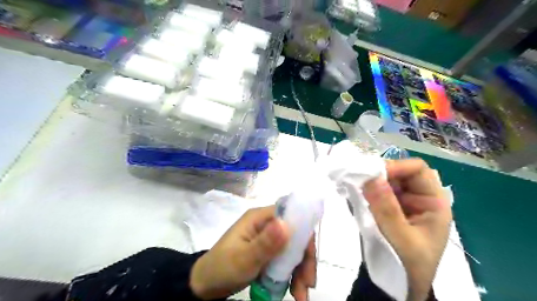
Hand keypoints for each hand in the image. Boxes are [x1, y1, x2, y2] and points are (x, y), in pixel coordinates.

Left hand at [189, 205, 314, 299]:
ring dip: (300, 271)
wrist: (205, 285)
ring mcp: (266, 239)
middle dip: (304, 259)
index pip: (290, 217)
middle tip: (308, 284)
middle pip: (294, 236)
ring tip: (301, 295)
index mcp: (259, 218)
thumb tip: (287, 224)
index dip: (303, 234)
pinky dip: (292, 274)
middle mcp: (265, 225)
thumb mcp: (244, 259)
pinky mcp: (266, 252)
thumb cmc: (222, 269)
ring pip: (292, 250)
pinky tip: (294, 289)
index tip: (310, 257)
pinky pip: (285, 260)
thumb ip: (265, 243)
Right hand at [362, 158, 449, 299]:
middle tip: (358, 180)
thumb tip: (371, 177)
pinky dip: (364, 190)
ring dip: (369, 182)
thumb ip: (387, 209)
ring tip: (353, 186)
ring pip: (385, 181)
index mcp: (433, 204)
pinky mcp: (386, 209)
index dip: (396, 167)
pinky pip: (375, 192)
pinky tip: (353, 194)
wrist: (397, 289)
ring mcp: (400, 204)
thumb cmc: (407, 266)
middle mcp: (417, 199)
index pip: (418, 170)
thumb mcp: (400, 239)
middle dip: (379, 174)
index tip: (372, 176)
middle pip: (399, 173)